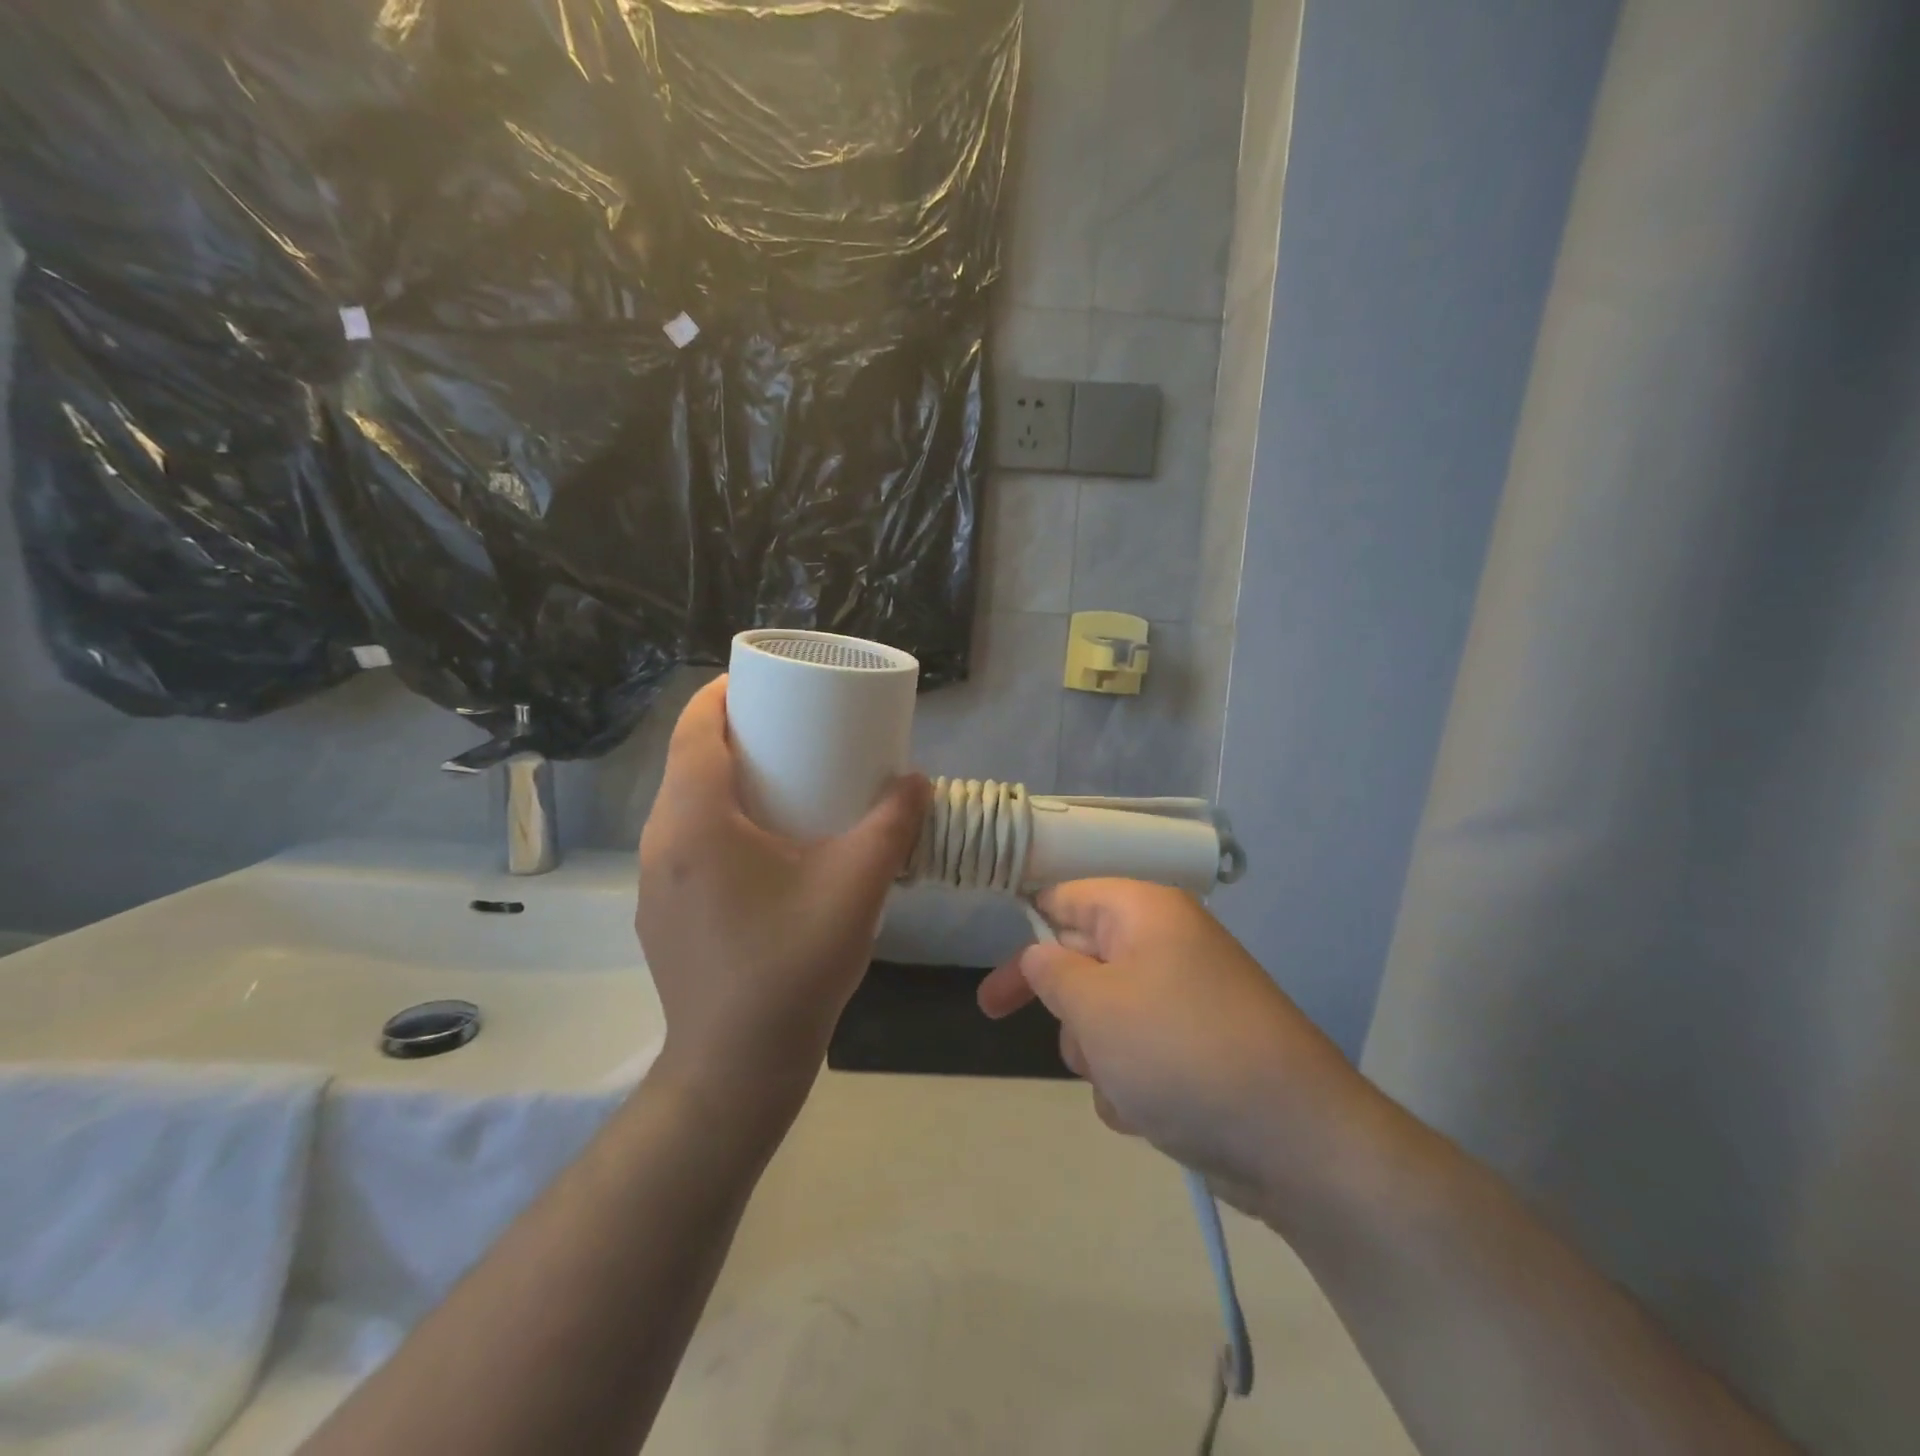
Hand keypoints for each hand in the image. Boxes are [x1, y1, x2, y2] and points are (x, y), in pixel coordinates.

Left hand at [637, 677, 929, 1109]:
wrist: (736, 1068)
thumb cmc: (792, 966)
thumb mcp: (856, 887)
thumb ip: (892, 825)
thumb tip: (916, 781)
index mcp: (695, 822)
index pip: (694, 730)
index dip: (722, 695)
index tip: (762, 682)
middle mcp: (660, 844)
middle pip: (687, 763)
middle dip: (733, 735)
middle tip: (789, 730)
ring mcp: (653, 883)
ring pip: (683, 806)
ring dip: (724, 781)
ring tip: (780, 783)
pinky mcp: (661, 914)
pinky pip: (684, 844)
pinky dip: (717, 822)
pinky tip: (762, 849)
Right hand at [977, 880, 1370, 1215]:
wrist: (1298, 1143)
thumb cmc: (1180, 1052)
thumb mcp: (1095, 1006)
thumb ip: (1050, 972)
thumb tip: (1040, 954)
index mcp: (1144, 911)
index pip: (1064, 898)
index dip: (1024, 932)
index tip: (993, 974)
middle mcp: (1167, 943)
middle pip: (1084, 959)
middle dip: (1068, 1009)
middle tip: (1040, 1034)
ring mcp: (1187, 997)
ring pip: (1107, 1015)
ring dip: (1099, 1055)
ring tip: (1125, 1086)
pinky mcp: (1200, 1048)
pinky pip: (1139, 1053)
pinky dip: (1132, 1083)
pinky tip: (1150, 1114)